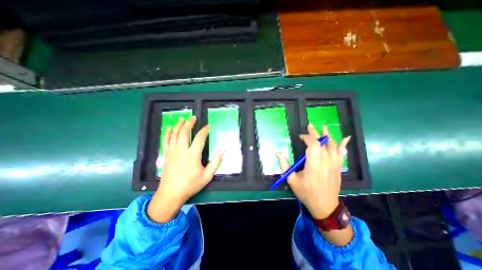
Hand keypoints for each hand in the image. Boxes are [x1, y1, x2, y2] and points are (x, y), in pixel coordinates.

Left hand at [147, 117, 223, 222]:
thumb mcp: (207, 176)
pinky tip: (169, 128)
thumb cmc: (191, 185)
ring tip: (182, 119)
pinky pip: (166, 141)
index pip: (199, 138)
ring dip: (178, 125)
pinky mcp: (166, 155)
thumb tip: (223, 150)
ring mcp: (172, 152)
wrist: (171, 194)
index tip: (207, 127)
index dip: (204, 131)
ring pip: (174, 135)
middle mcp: (181, 150)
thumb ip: (216, 162)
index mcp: (193, 155)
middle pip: (184, 133)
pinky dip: (168, 133)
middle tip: (193, 118)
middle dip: (189, 123)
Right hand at [275, 125, 350, 219]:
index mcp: (313, 165)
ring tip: (324, 128)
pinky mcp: (338, 168)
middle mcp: (326, 162)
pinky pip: (341, 154)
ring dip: (328, 136)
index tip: (300, 137)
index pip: (313, 145)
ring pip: (333, 146)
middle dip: (315, 133)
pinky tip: (345, 139)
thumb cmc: (306, 193)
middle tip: (310, 126)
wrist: (324, 206)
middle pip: (322, 143)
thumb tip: (277, 153)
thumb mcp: (291, 180)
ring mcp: (334, 165)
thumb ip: (284, 165)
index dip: (307, 137)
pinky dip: (343, 146)